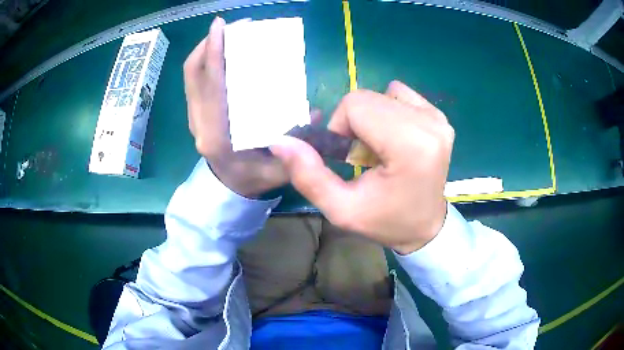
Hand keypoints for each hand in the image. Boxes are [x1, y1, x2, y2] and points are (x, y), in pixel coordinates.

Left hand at [183, 17, 288, 196]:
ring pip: (191, 75)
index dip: (214, 53)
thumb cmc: (252, 179)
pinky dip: (205, 62)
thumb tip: (315, 111)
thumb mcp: (279, 168)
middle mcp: (198, 123)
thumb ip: (297, 144)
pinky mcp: (195, 113)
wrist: (227, 189)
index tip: (221, 26)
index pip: (211, 87)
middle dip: (209, 43)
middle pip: (193, 74)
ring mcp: (193, 117)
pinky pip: (194, 81)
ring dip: (206, 50)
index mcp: (216, 135)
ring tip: (229, 34)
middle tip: (233, 26)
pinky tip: (224, 53)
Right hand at [270, 81, 453, 253]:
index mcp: (411, 146)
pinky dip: (388, 112)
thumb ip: (308, 175)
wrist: (426, 226)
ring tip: (381, 149)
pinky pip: (398, 96)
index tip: (348, 156)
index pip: (356, 105)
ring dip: (371, 118)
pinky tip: (395, 138)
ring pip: (381, 94)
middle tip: (364, 156)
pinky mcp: (439, 115)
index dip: (340, 127)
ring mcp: (437, 117)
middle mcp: (429, 124)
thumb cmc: (386, 222)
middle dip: (354, 123)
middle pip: (367, 97)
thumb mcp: (341, 210)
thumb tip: (280, 140)